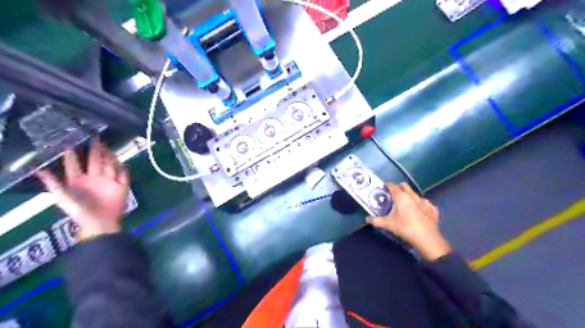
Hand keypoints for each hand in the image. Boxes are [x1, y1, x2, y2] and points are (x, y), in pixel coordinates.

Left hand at [38, 141, 129, 239]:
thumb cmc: (80, 212)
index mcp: (78, 181)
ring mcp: (109, 182)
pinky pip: (124, 175)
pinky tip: (122, 163)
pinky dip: (124, 169)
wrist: (100, 223)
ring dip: (109, 157)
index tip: (70, 143)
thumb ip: (54, 185)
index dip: (72, 155)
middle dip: (94, 151)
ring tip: (107, 147)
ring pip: (110, 165)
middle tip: (95, 139)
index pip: (74, 165)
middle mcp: (94, 178)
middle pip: (94, 162)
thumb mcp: (63, 199)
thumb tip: (39, 170)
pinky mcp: (121, 186)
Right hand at [370, 182, 451, 261]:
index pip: (392, 185)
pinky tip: (418, 212)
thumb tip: (367, 219)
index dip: (387, 185)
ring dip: (409, 196)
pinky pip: (425, 203)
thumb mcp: (388, 224)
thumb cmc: (405, 228)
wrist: (427, 238)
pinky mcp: (432, 208)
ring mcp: (424, 201)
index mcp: (401, 196)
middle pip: (404, 186)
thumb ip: (377, 221)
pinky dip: (420, 205)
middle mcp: (413, 195)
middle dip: (398, 188)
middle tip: (393, 195)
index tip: (383, 188)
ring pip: (414, 194)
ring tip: (405, 205)